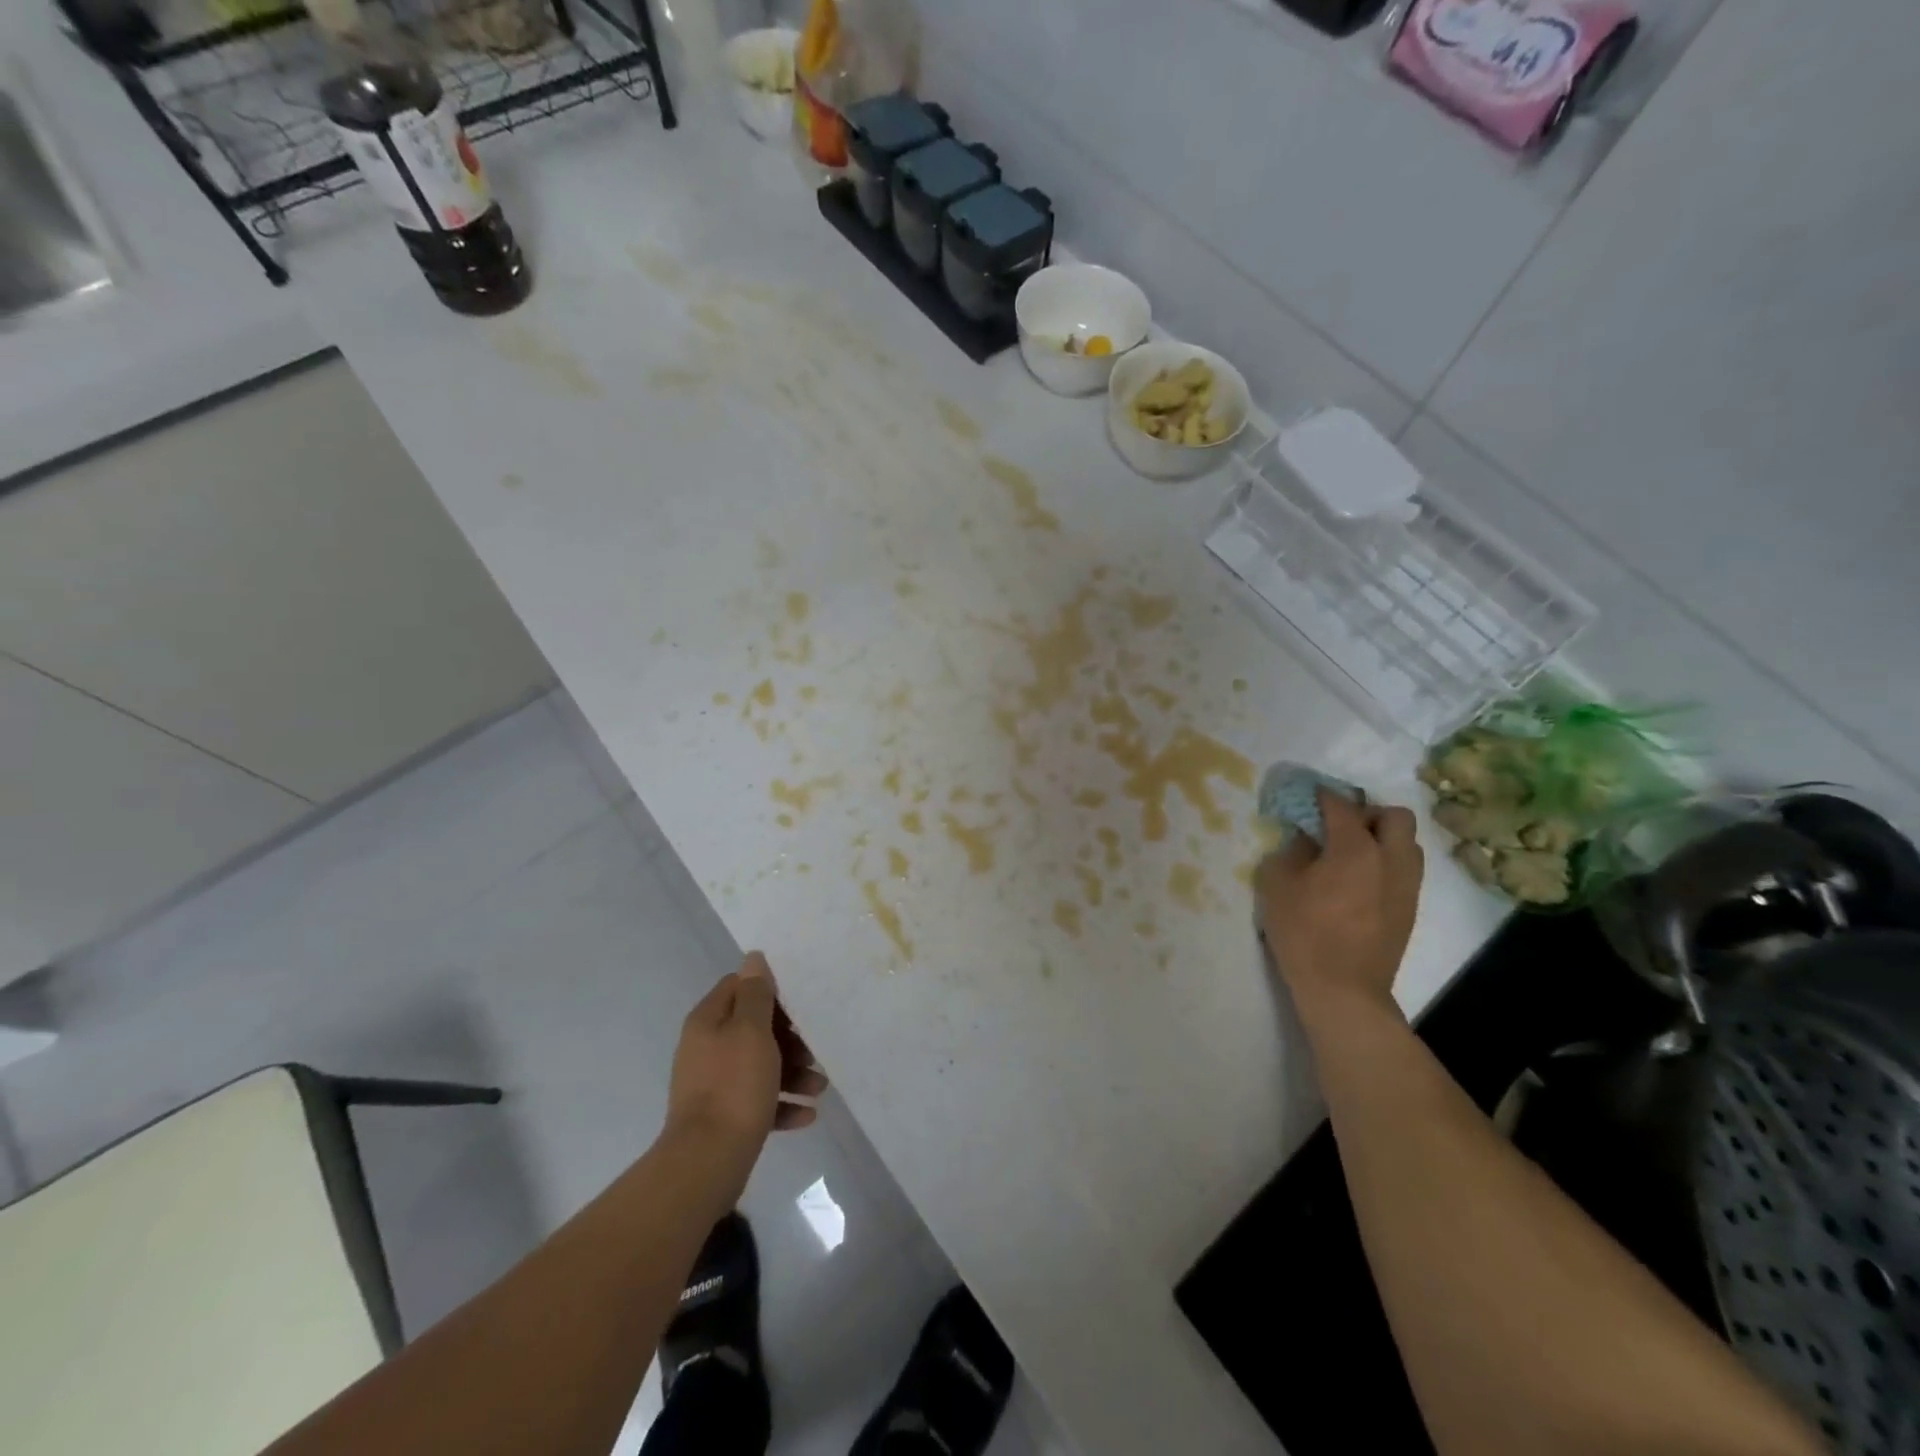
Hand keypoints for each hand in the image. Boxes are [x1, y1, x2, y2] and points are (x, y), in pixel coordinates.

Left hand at [665, 952, 828, 1157]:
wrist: (707, 1161)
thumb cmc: (734, 1086)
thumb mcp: (751, 1031)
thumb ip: (756, 994)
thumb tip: (753, 958)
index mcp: (708, 1022)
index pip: (738, 988)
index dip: (770, 993)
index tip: (799, 1006)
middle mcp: (707, 1048)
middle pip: (753, 1029)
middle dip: (789, 1039)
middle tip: (813, 1050)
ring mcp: (713, 1085)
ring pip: (760, 1066)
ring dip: (792, 1073)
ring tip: (819, 1088)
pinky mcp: (724, 1117)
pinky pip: (758, 1101)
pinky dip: (782, 1104)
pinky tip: (807, 1115)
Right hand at [1256, 790, 1423, 1023]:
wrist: (1343, 989)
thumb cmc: (1303, 933)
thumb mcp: (1277, 885)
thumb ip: (1290, 852)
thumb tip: (1305, 839)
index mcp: (1355, 849)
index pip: (1342, 806)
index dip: (1323, 796)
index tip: (1310, 795)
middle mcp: (1389, 859)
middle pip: (1394, 816)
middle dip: (1368, 812)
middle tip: (1340, 826)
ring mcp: (1405, 885)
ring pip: (1407, 843)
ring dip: (1383, 838)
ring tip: (1353, 852)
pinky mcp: (1409, 908)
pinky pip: (1405, 869)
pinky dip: (1387, 862)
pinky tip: (1361, 880)